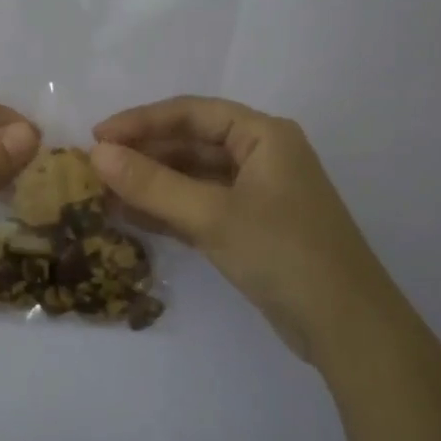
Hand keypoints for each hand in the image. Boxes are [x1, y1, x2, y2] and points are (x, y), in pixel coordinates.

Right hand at [91, 97, 393, 364]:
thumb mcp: (213, 215)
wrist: (346, 327)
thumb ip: (152, 184)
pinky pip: (199, 208)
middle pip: (191, 143)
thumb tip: (97, 154)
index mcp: (264, 136)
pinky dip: (167, 211)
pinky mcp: (250, 229)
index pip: (192, 113)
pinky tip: (129, 217)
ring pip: (192, 178)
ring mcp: (256, 195)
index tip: (96, 137)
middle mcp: (261, 157)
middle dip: (143, 155)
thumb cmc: (284, 254)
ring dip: (150, 184)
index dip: (141, 121)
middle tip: (93, 168)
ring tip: (102, 193)